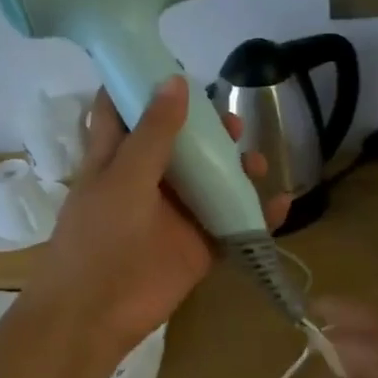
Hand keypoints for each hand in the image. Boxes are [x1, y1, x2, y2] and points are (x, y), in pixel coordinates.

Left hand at [27, 78, 290, 356]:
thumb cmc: (99, 236)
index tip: (173, 65)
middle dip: (206, 129)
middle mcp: (148, 180)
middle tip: (230, 122)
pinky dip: (257, 213)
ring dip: (235, 168)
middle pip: (181, 144)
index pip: (124, 111)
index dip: (143, 86)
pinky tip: (281, 202)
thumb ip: (154, 132)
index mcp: (117, 158)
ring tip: (256, 161)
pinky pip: (233, 223)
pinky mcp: (198, 245)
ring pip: (211, 181)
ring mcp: (176, 214)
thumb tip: (177, 81)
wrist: (96, 312)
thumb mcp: (123, 177)